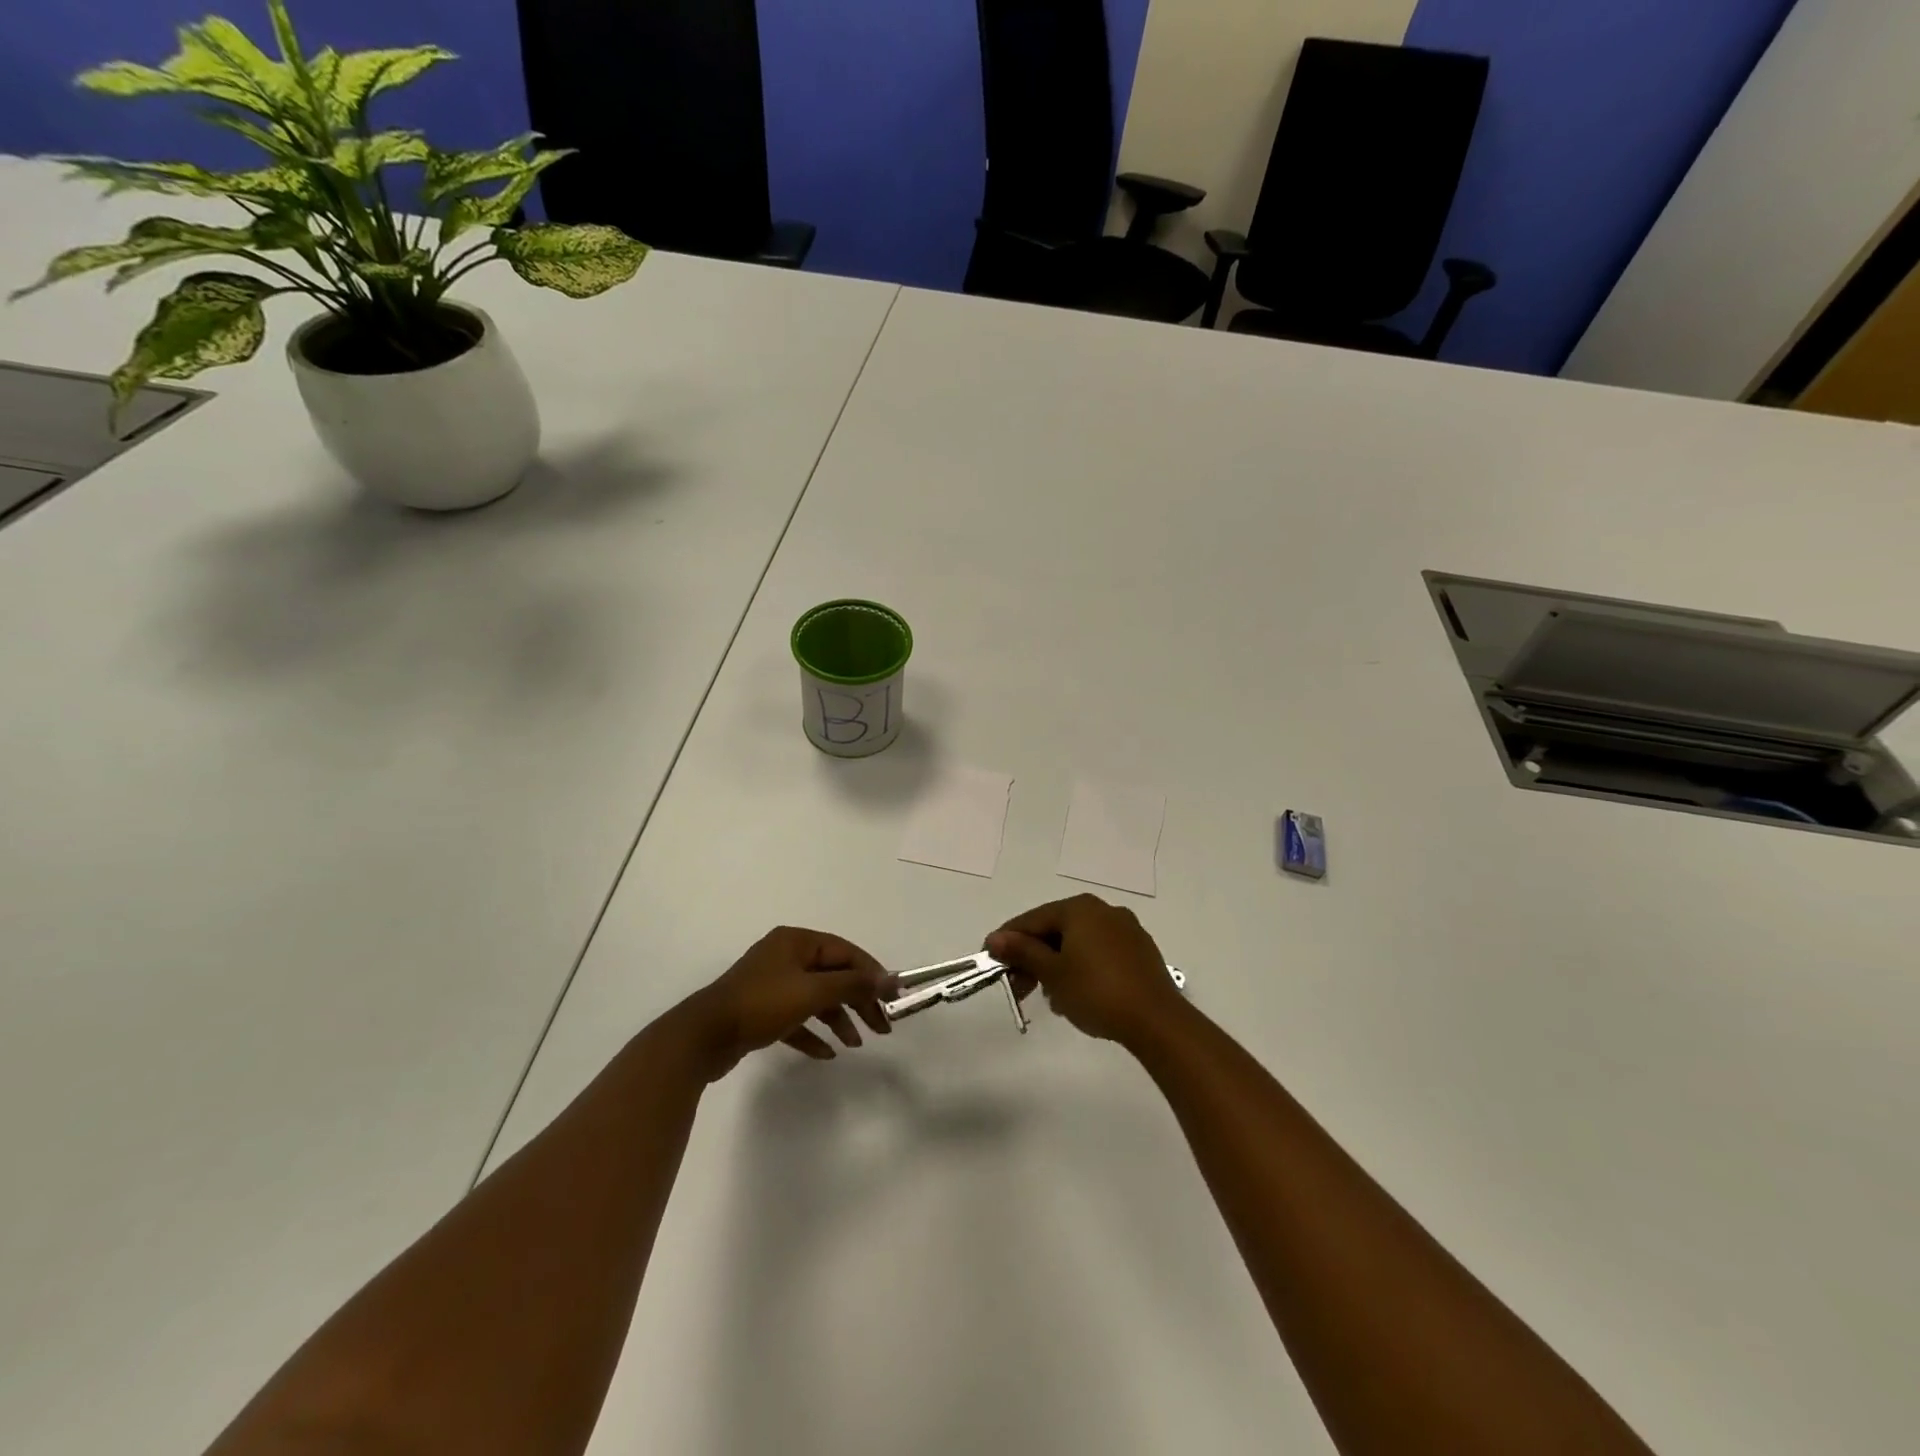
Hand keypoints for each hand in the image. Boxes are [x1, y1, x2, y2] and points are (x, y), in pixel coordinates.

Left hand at [675, 927, 891, 1080]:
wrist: (703, 1037)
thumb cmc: (762, 1004)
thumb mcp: (812, 992)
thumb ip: (853, 984)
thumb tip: (890, 979)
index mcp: (796, 942)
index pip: (845, 952)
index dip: (872, 974)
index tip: (892, 999)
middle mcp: (785, 957)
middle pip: (833, 975)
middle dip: (858, 1000)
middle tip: (882, 1028)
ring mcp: (771, 984)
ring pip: (816, 998)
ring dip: (839, 1019)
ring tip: (855, 1044)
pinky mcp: (761, 1012)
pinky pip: (796, 1019)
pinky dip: (813, 1033)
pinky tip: (827, 1054)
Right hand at [985, 894, 1182, 1047]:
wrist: (1156, 1021)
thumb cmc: (1096, 991)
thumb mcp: (1053, 973)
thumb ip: (1023, 952)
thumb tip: (996, 938)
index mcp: (1079, 908)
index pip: (1033, 919)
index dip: (1008, 940)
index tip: (990, 961)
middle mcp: (1103, 910)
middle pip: (1056, 929)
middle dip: (1034, 957)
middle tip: (1018, 987)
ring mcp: (1126, 930)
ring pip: (1078, 943)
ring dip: (1057, 966)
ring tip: (1049, 998)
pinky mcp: (1140, 952)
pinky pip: (1100, 953)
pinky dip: (1081, 968)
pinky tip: (1076, 994)